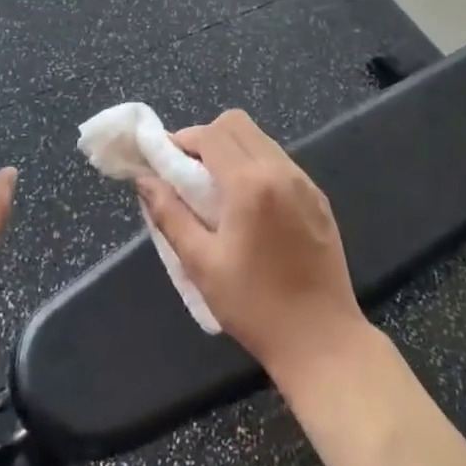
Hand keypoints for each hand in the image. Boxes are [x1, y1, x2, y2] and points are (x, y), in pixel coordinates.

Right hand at [135, 109, 369, 394]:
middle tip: (189, 174)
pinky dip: (256, 165)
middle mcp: (280, 171)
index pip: (210, 134)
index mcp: (250, 184)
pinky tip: (248, 206)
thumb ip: (169, 214)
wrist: (322, 341)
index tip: (164, 163)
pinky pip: (280, 161)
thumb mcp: (201, 263)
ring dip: (232, 150)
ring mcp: (305, 182)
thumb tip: (144, 179)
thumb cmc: (254, 306)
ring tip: (216, 190)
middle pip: (237, 124)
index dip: (182, 140)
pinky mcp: (318, 198)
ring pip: (260, 139)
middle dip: (206, 138)